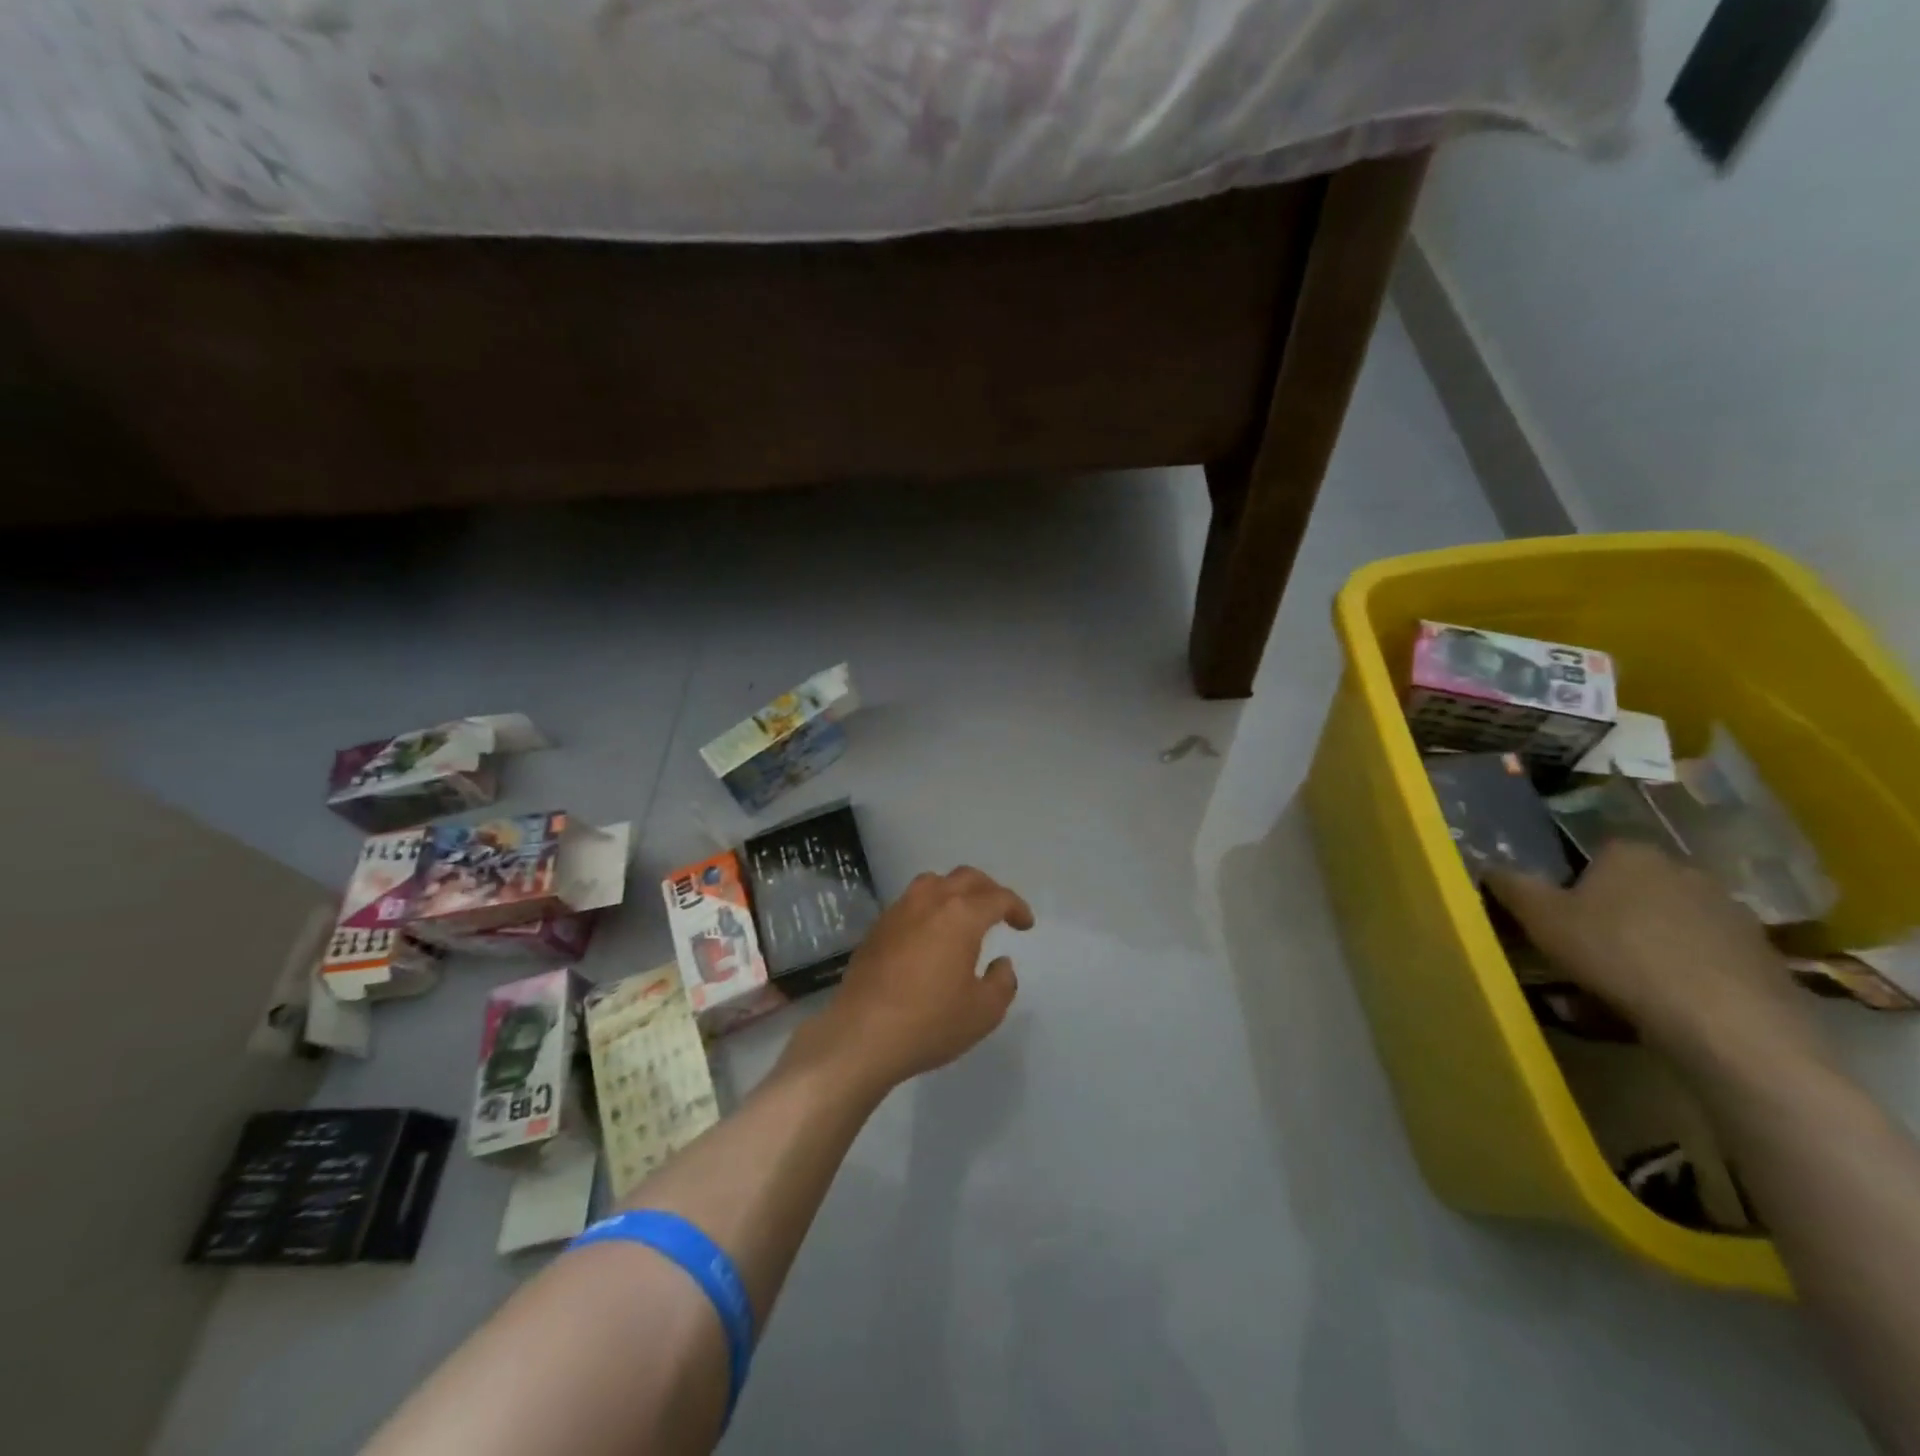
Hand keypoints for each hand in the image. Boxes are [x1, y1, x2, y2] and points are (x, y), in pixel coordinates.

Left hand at [795, 866, 1032, 1093]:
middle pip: (965, 878)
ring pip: (933, 883)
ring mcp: (899, 911)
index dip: (1017, 908)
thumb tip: (1001, 963)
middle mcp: (929, 902)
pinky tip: (930, 934)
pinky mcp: (877, 928)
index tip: (1025, 925)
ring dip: (955, 891)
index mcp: (961, 915)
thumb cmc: (930, 1022)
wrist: (862, 1035)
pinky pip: (910, 903)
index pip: (997, 898)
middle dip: (988, 890)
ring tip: (964, 915)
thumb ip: (1002, 982)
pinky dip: (929, 908)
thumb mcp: (984, 1012)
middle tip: (1000, 911)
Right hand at [1487, 841, 1823, 1071]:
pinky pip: (1704, 956)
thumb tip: (1489, 866)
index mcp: (1630, 853)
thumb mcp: (1540, 918)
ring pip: (1669, 922)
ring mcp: (1731, 912)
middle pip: (1633, 888)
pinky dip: (1683, 972)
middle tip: (1585, 951)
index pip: (1592, 855)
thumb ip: (1511, 886)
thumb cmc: (1617, 954)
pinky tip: (1665, 1003)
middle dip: (1611, 913)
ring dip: (1648, 944)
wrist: (1725, 1021)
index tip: (1558, 918)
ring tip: (1623, 986)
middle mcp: (1684, 869)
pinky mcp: (1763, 954)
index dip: (1571, 885)